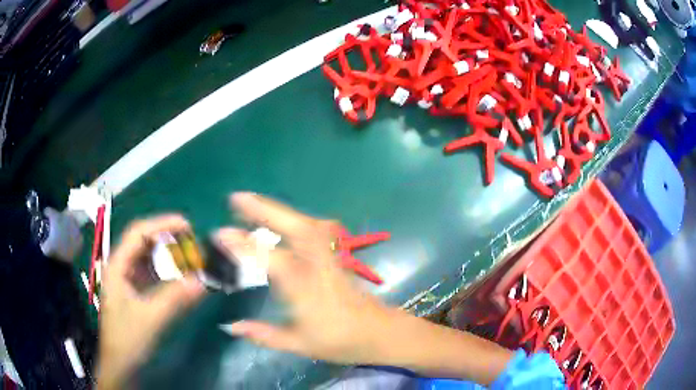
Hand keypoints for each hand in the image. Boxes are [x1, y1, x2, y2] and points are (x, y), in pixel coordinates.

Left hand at [98, 215, 205, 388]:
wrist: (121, 364)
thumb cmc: (128, 338)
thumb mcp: (151, 318)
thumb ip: (176, 298)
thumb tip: (205, 280)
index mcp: (118, 265)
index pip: (138, 233)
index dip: (162, 224)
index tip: (187, 225)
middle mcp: (122, 266)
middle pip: (144, 242)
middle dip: (168, 239)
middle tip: (193, 242)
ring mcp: (128, 279)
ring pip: (150, 257)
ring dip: (170, 255)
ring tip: (191, 257)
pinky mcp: (136, 291)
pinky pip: (153, 274)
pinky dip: (169, 272)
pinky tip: (181, 277)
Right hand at [214, 192, 400, 364]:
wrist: (378, 332)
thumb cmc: (339, 341)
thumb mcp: (299, 344)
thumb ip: (263, 335)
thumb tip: (230, 327)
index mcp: (305, 289)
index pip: (271, 259)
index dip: (244, 245)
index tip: (220, 234)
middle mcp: (317, 266)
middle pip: (293, 228)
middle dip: (264, 209)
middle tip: (237, 197)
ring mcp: (329, 257)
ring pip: (305, 223)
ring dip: (277, 210)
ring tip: (252, 202)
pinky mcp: (335, 255)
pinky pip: (313, 229)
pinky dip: (293, 218)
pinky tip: (281, 218)